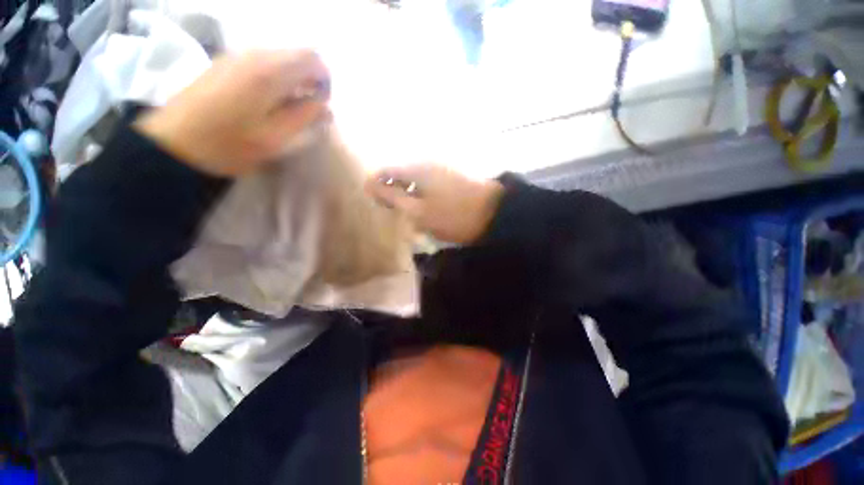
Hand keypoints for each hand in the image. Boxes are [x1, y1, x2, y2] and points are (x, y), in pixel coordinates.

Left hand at [135, 50, 329, 176]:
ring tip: (288, 108)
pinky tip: (267, 101)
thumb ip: (305, 117)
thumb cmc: (230, 144)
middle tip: (308, 108)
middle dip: (309, 80)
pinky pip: (261, 62)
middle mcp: (253, 55)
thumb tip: (325, 105)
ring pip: (279, 58)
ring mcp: (236, 56)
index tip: (322, 104)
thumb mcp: (276, 138)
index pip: (312, 59)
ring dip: (292, 80)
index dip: (325, 80)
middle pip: (296, 55)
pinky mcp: (224, 63)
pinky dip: (275, 78)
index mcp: (269, 72)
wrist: (176, 143)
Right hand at [365, 165, 503, 244]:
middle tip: (391, 213)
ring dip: (407, 196)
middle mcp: (426, 163)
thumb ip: (392, 198)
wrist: (493, 212)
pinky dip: (422, 197)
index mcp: (415, 169)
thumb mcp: (417, 211)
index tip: (374, 205)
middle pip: (399, 175)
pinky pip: (428, 185)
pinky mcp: (451, 177)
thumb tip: (369, 185)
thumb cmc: (452, 215)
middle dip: (392, 193)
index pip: (385, 172)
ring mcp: (440, 169)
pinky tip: (425, 210)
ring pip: (414, 181)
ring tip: (407, 215)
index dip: (375, 187)